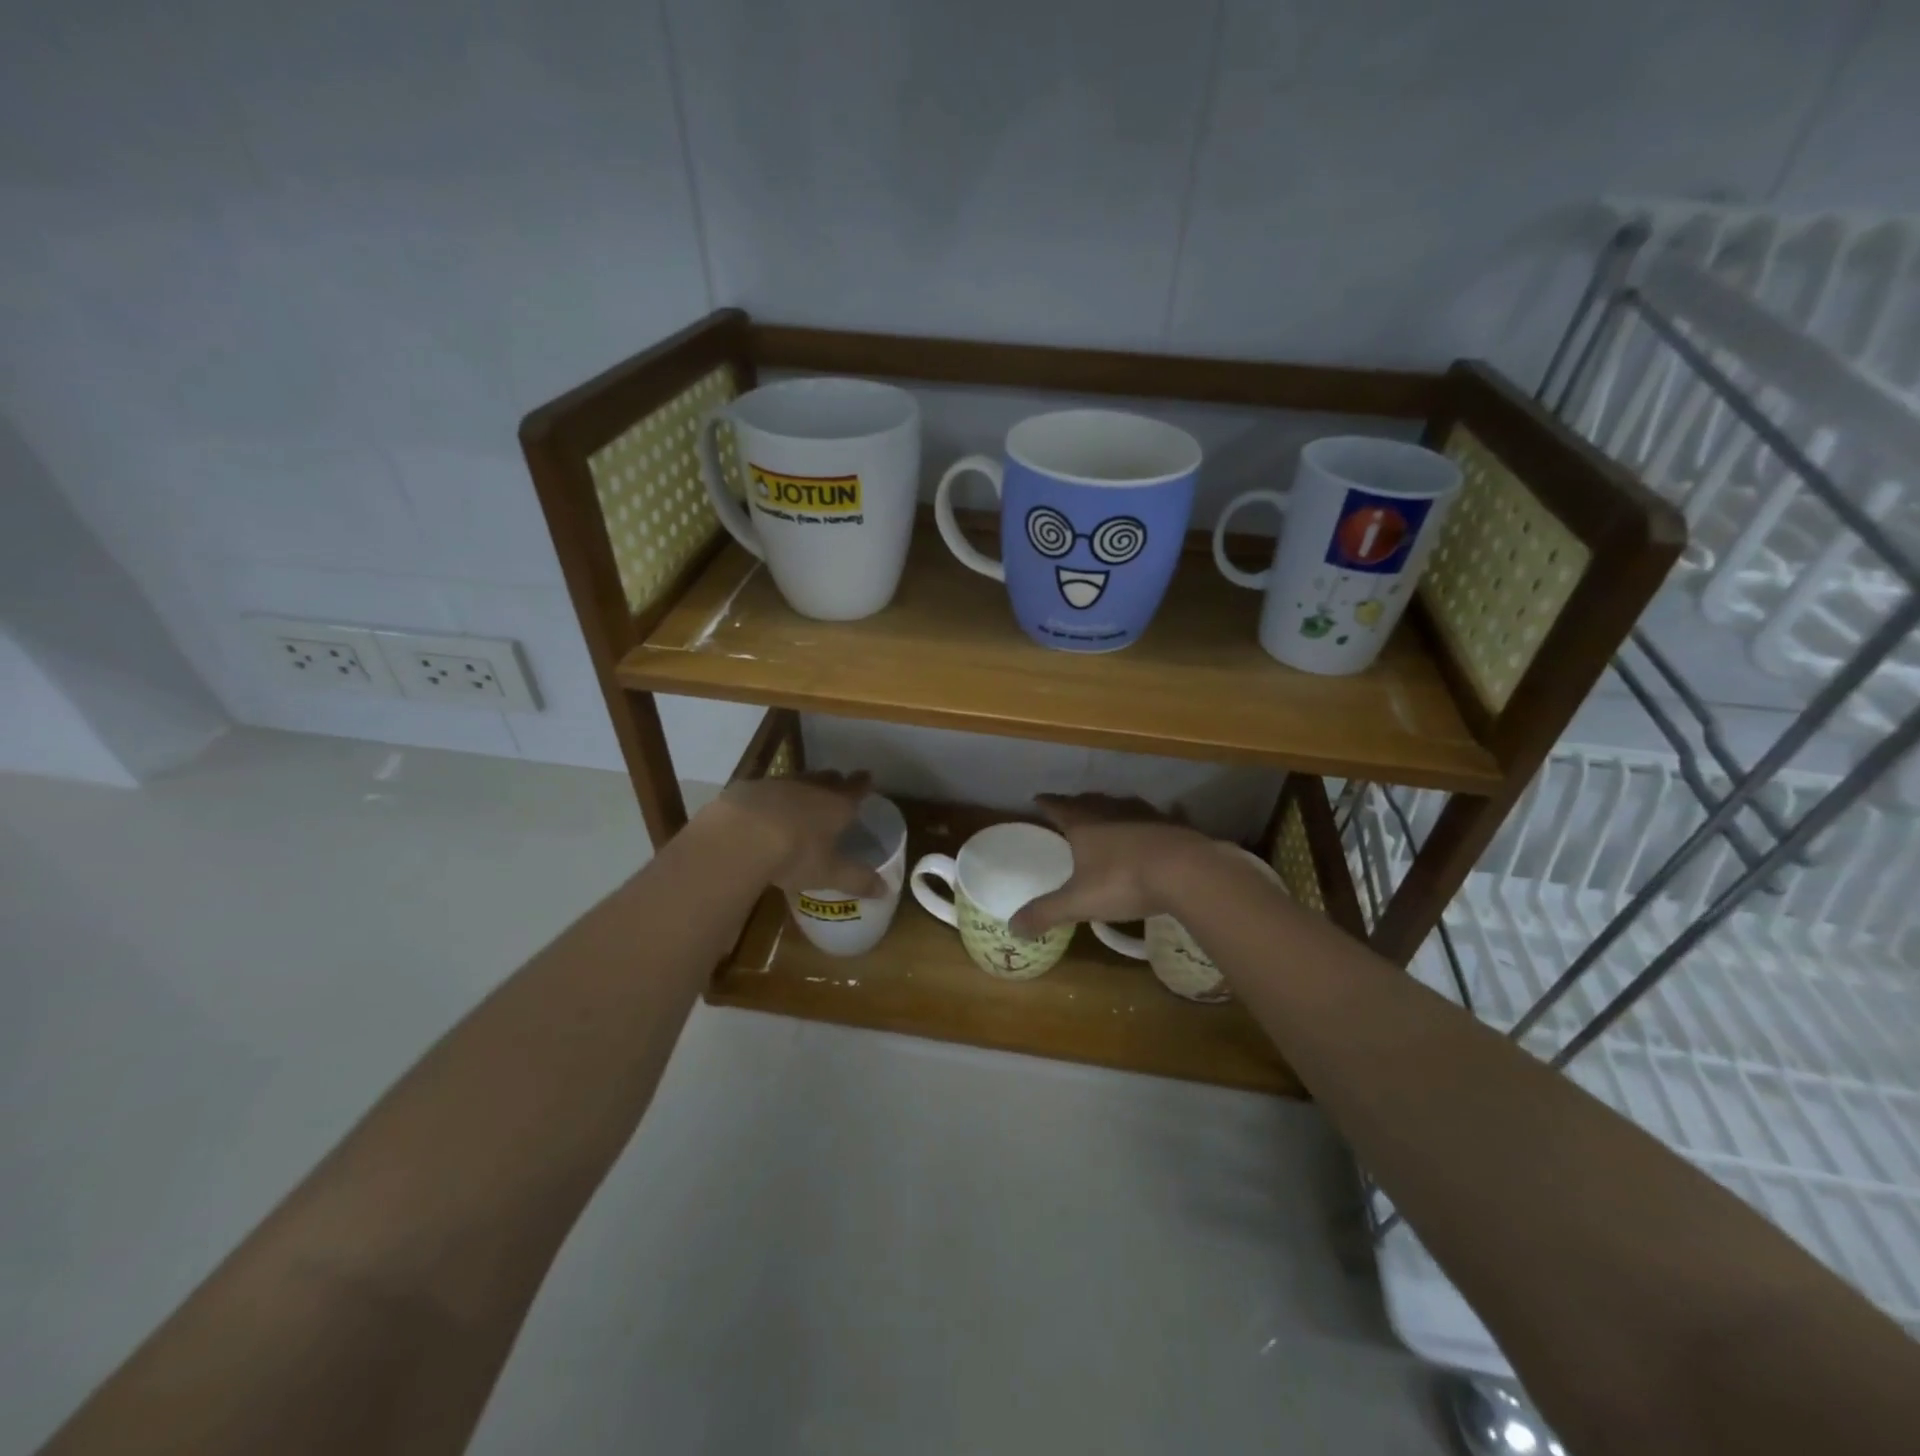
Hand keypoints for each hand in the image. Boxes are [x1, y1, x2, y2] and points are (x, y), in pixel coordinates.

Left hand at [702, 771, 886, 896]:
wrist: (739, 837)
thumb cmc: (794, 855)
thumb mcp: (829, 874)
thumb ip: (857, 880)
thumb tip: (885, 890)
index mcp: (836, 805)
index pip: (856, 788)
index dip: (863, 784)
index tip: (867, 777)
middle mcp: (810, 788)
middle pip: (827, 778)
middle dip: (834, 782)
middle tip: (837, 786)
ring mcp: (778, 784)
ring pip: (797, 780)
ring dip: (802, 787)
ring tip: (801, 799)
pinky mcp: (748, 788)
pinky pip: (766, 789)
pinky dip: (770, 797)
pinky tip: (763, 811)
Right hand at [1008, 793, 1212, 938]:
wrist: (1187, 872)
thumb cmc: (1124, 881)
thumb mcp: (1079, 902)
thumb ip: (1046, 913)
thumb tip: (1012, 927)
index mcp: (1084, 824)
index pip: (1058, 807)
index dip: (1046, 803)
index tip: (1037, 799)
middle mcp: (1111, 811)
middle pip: (1089, 801)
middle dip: (1077, 803)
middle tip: (1070, 808)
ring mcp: (1145, 814)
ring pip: (1121, 805)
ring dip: (1111, 808)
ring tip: (1106, 815)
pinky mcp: (1173, 825)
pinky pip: (1156, 817)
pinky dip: (1150, 820)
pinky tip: (1158, 823)